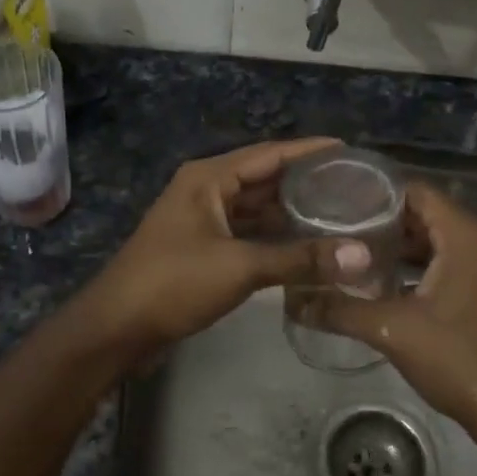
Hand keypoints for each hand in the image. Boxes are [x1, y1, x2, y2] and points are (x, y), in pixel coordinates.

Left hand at [77, 138, 371, 355]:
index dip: (309, 150)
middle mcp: (205, 190)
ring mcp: (201, 219)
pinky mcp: (200, 248)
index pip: (269, 153)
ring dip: (290, 211)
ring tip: (337, 214)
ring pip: (255, 207)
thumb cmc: (174, 283)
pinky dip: (273, 236)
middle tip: (353, 186)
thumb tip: (360, 255)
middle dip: (304, 182)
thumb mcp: (240, 266)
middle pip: (263, 178)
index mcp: (209, 178)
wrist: (116, 327)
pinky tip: (304, 246)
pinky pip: (245, 232)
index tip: (349, 149)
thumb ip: (300, 259)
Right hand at [308, 181, 476, 441]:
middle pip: (425, 214)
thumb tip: (293, 299)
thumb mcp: (390, 329)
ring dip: (398, 245)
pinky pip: (446, 261)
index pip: (416, 191)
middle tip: (337, 226)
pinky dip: (416, 265)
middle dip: (382, 220)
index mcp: (465, 235)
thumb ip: (340, 308)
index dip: (377, 193)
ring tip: (351, 250)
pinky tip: (381, 281)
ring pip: (435, 240)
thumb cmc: (456, 358)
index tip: (338, 201)